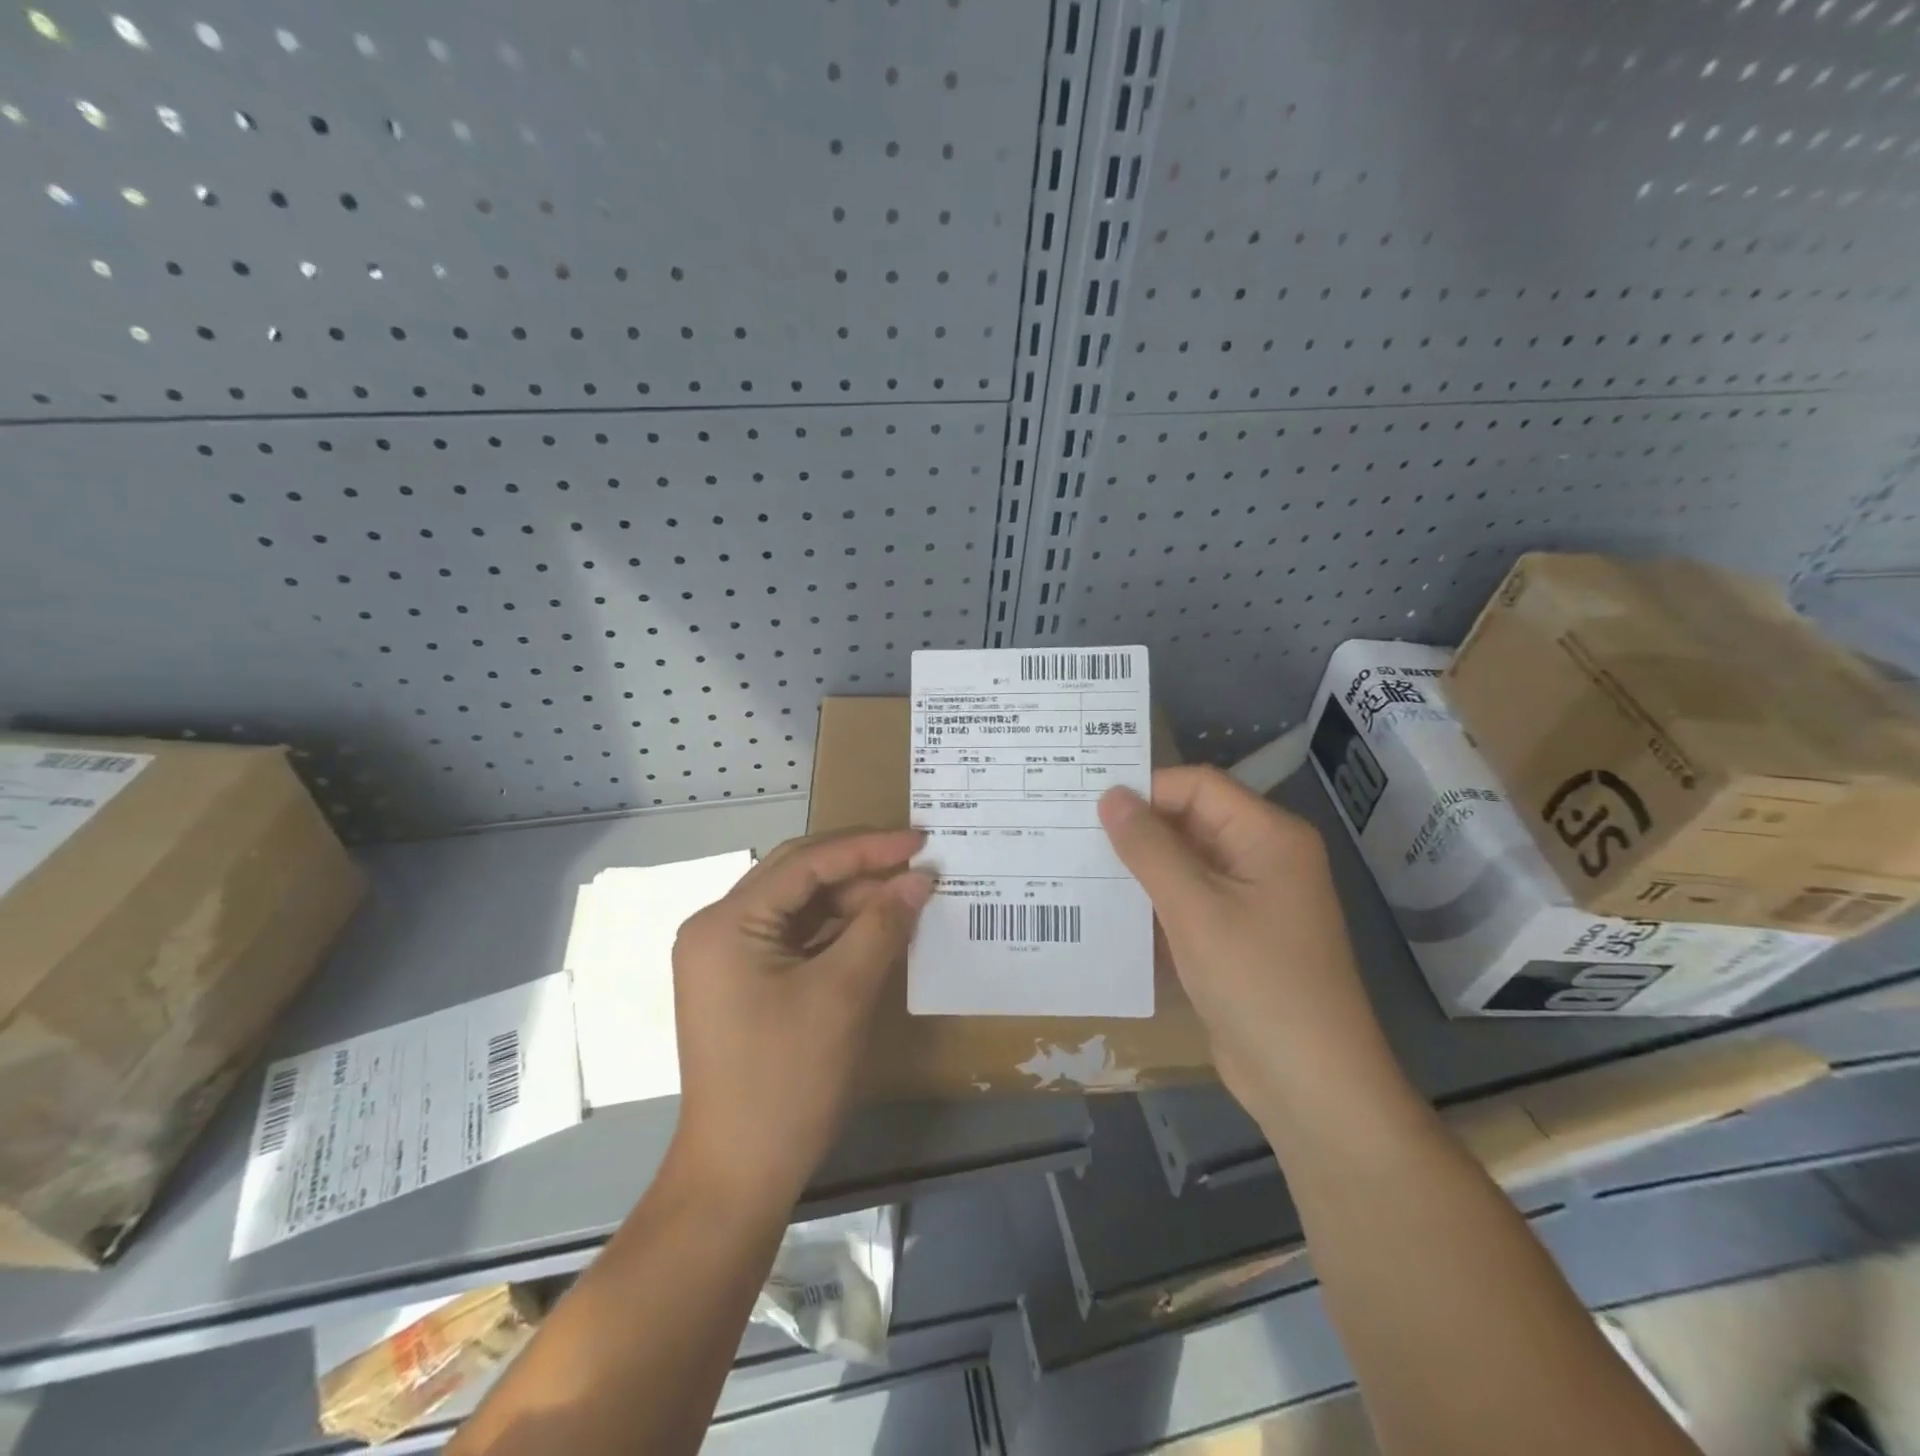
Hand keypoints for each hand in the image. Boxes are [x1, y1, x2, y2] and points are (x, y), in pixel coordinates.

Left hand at [669, 829, 932, 1204]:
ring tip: (906, 894)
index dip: (868, 848)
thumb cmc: (787, 1080)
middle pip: (798, 876)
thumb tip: (920, 878)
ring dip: (851, 899)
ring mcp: (727, 956)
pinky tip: (878, 927)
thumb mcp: (843, 994)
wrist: (739, 1175)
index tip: (920, 841)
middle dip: (860, 867)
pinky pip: (795, 937)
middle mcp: (717, 928)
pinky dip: (837, 930)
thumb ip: (883, 924)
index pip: (806, 863)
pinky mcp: (743, 981)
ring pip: (799, 906)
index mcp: (726, 922)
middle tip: (916, 861)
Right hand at [1099, 767, 1407, 1129]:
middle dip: (1138, 828)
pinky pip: (1189, 900)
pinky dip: (1154, 900)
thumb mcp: (1195, 909)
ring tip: (1078, 865)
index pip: (1198, 786)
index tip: (1087, 806)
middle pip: (1192, 821)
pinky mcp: (1237, 936)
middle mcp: (1263, 857)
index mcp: (1268, 836)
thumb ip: (1149, 847)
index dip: (1146, 790)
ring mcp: (1251, 899)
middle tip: (1072, 832)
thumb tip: (1109, 795)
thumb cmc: (1258, 983)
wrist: (1311, 1086)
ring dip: (1141, 866)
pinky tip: (1109, 909)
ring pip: (1186, 862)